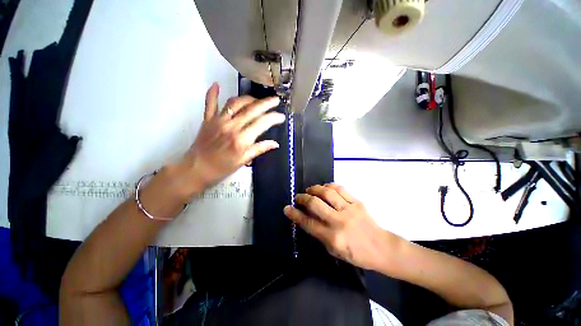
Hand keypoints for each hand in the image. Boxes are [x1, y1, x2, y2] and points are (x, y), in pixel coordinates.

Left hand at [182, 83, 284, 190]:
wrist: (197, 169)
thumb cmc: (222, 168)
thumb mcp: (243, 161)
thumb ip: (259, 149)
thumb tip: (275, 144)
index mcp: (242, 139)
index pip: (262, 123)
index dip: (273, 118)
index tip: (281, 116)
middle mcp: (231, 126)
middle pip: (251, 110)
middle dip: (266, 103)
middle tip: (275, 99)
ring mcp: (218, 121)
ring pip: (235, 103)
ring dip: (248, 99)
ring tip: (257, 100)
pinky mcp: (208, 119)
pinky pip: (210, 103)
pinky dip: (213, 93)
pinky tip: (217, 84)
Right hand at [284, 184, 397, 270]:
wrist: (381, 247)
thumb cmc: (356, 254)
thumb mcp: (333, 250)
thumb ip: (319, 233)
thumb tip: (306, 217)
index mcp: (332, 238)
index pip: (308, 223)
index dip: (295, 214)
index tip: (287, 208)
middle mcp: (339, 221)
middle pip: (315, 204)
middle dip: (303, 198)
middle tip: (298, 197)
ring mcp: (349, 209)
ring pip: (327, 192)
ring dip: (315, 189)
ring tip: (310, 190)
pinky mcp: (357, 202)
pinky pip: (340, 189)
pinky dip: (329, 186)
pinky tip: (324, 187)